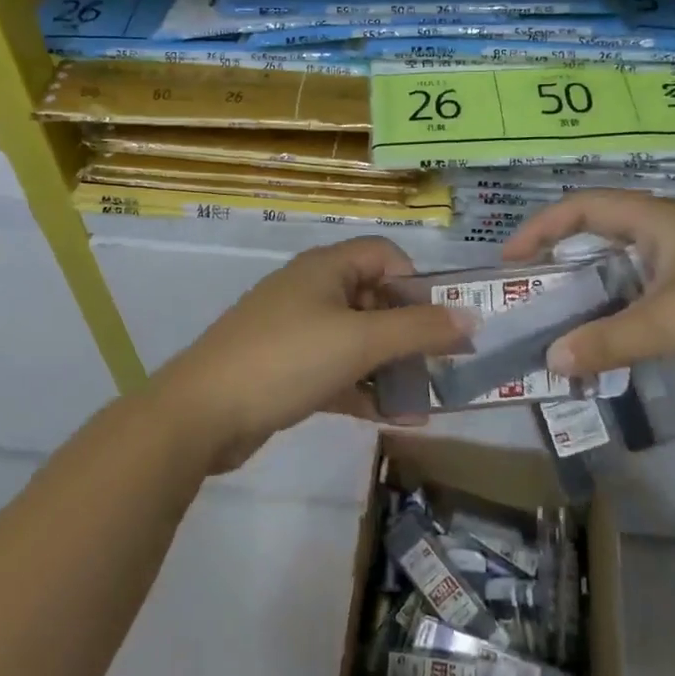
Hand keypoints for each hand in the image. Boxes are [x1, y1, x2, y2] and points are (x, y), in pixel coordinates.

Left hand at [151, 237, 475, 473]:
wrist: (202, 413)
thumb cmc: (287, 360)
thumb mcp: (360, 341)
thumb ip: (419, 329)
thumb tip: (473, 316)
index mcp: (326, 268)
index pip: (385, 256)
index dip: (417, 285)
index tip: (437, 325)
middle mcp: (311, 291)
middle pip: (374, 299)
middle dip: (409, 333)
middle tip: (440, 368)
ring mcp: (295, 331)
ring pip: (357, 340)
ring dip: (391, 367)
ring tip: (424, 402)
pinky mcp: (286, 369)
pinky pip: (336, 370)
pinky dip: (363, 389)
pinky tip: (394, 420)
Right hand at [503, 191, 674, 410]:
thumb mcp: (669, 324)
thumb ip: (605, 340)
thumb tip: (550, 360)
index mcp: (664, 221)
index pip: (586, 207)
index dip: (542, 227)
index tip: (511, 262)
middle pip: (603, 238)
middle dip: (562, 264)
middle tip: (530, 297)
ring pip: (628, 276)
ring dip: (593, 300)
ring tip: (560, 330)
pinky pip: (651, 306)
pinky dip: (623, 323)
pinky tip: (609, 351)